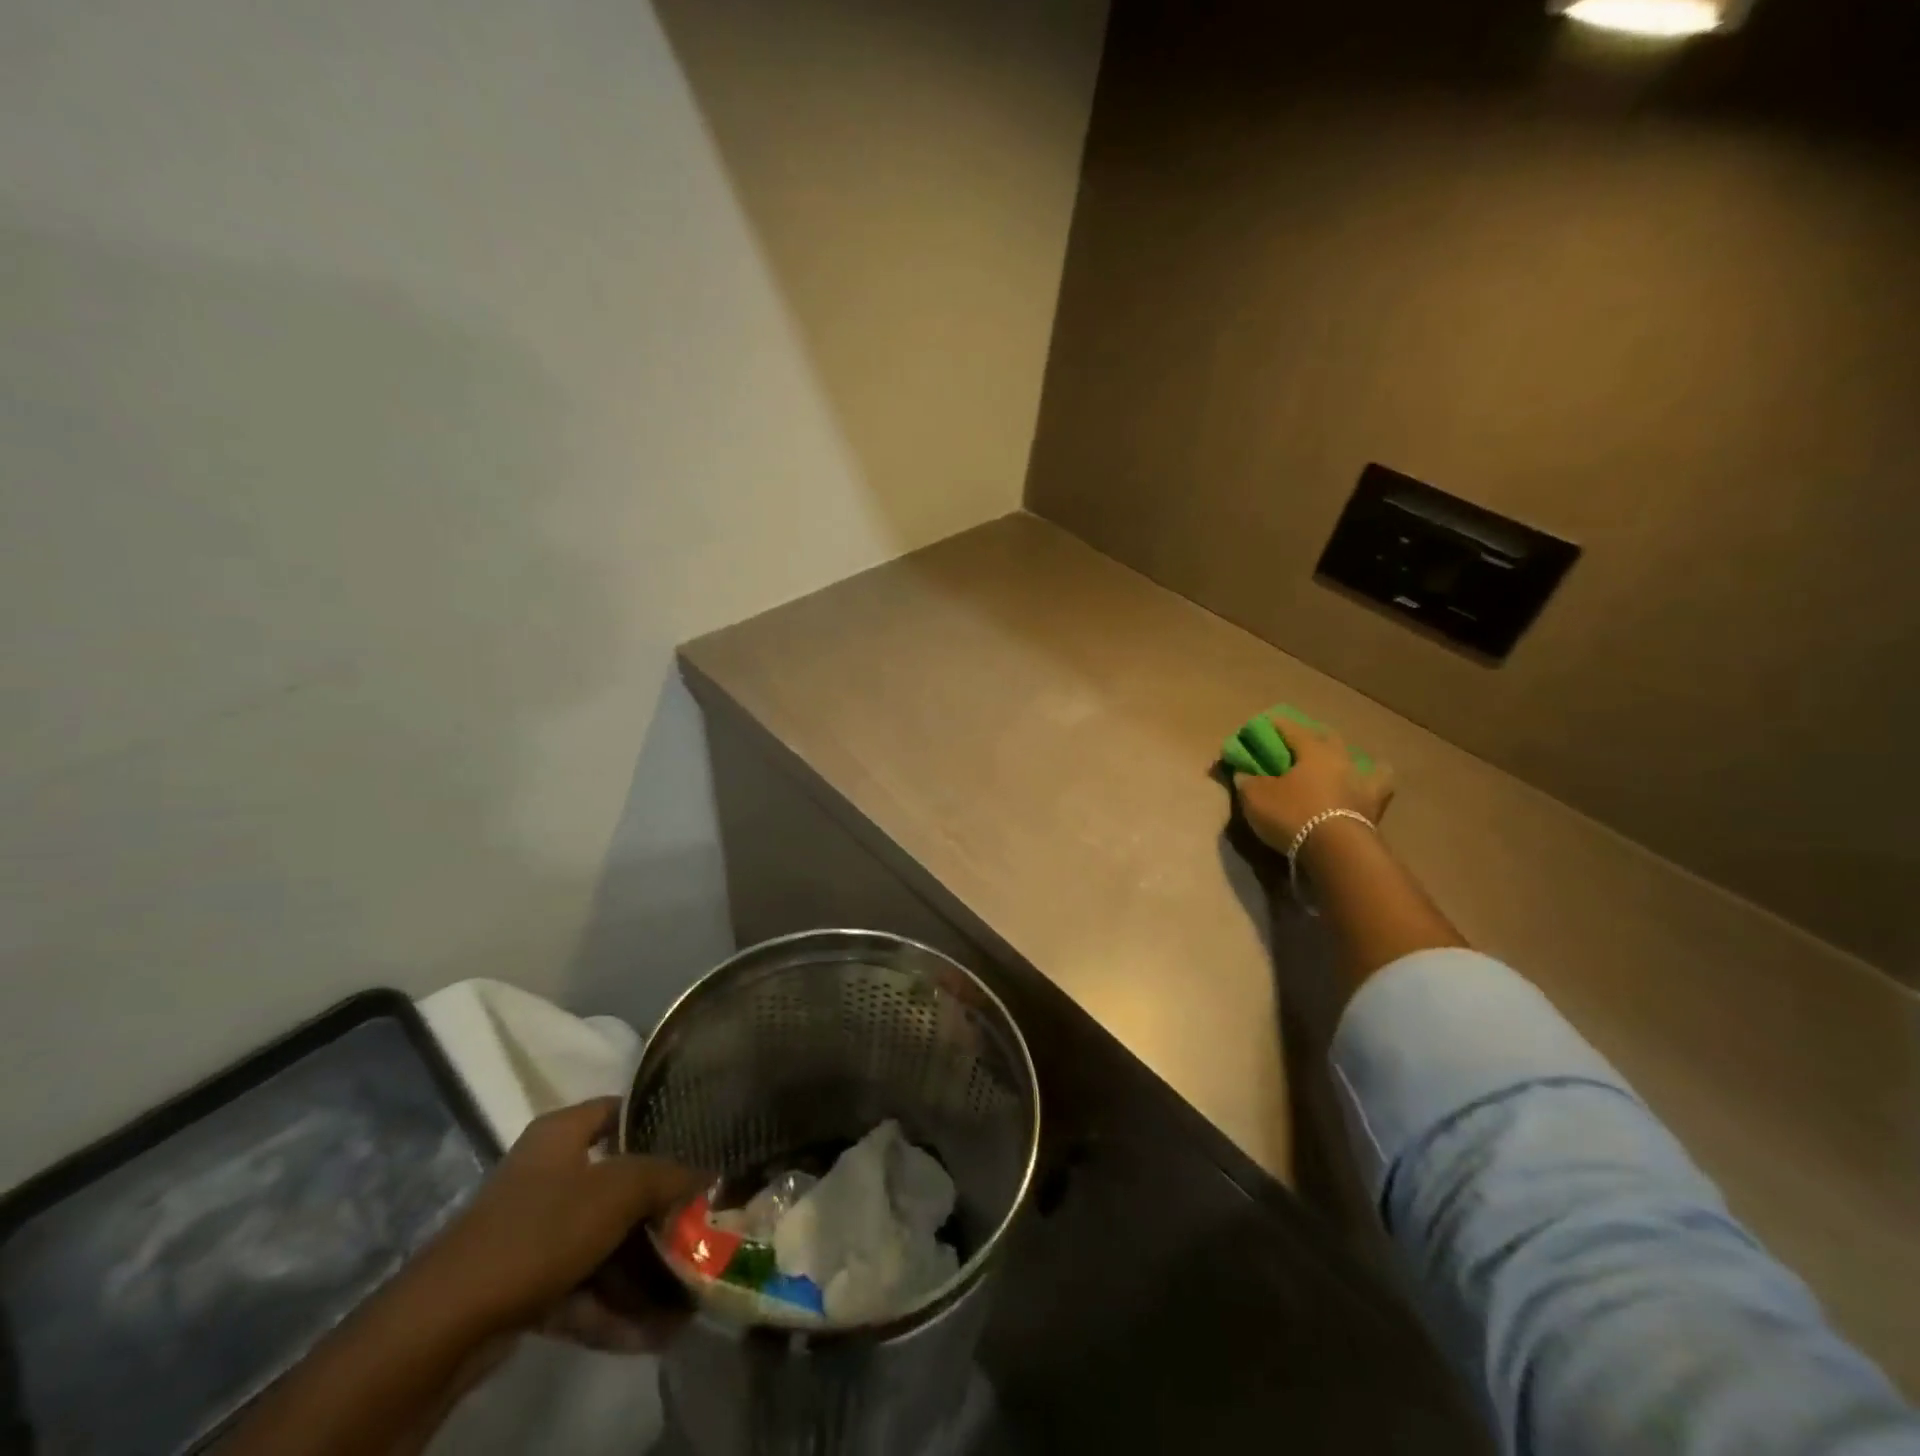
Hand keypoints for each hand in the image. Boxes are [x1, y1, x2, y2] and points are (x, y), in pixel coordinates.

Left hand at [416, 1098, 702, 1337]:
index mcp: (561, 1135)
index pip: (618, 1110)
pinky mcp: (523, 1285)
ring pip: (601, 1244)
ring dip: (642, 1273)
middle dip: (658, 1214)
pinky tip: (654, 1335)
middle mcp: (547, 1175)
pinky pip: (581, 1290)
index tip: (697, 1140)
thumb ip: (667, 1177)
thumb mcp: (618, 1192)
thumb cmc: (540, 1229)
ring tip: (687, 1298)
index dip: (656, 1120)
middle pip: (616, 1185)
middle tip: (701, 1226)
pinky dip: (613, 1309)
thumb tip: (708, 1171)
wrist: (445, 1323)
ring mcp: (533, 1233)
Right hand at [1234, 716, 1394, 852]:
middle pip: (1328, 738)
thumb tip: (1243, 773)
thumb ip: (1248, 781)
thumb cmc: (1293, 814)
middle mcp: (1341, 759)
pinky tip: (1362, 789)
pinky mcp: (1376, 808)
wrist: (1337, 851)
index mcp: (1313, 750)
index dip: (1276, 725)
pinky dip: (1371, 786)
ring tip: (1339, 765)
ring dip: (1349, 759)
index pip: (1291, 728)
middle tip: (1300, 743)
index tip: (1264, 724)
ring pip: (1361, 760)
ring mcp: (1363, 782)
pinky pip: (1378, 789)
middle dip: (1314, 736)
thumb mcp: (1256, 797)